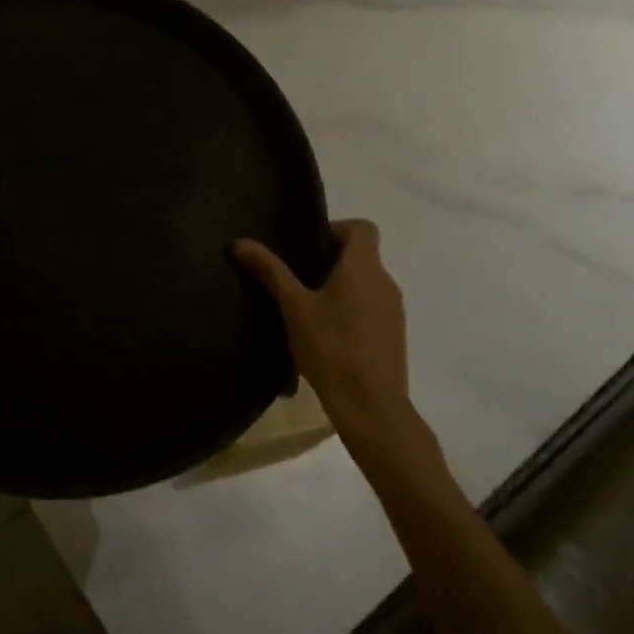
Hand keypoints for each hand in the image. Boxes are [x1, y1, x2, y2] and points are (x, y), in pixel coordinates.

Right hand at [233, 220, 411, 435]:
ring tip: (307, 307)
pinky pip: (371, 306)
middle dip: (330, 259)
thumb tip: (240, 242)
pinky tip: (326, 334)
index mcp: (364, 267)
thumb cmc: (331, 347)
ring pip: (366, 282)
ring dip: (340, 286)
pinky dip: (351, 308)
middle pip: (362, 255)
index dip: (335, 229)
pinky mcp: (394, 335)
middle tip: (296, 278)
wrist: (371, 406)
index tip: (307, 248)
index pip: (362, 227)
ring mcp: (394, 310)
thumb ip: (270, 271)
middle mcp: (385, 281)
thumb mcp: (293, 307)